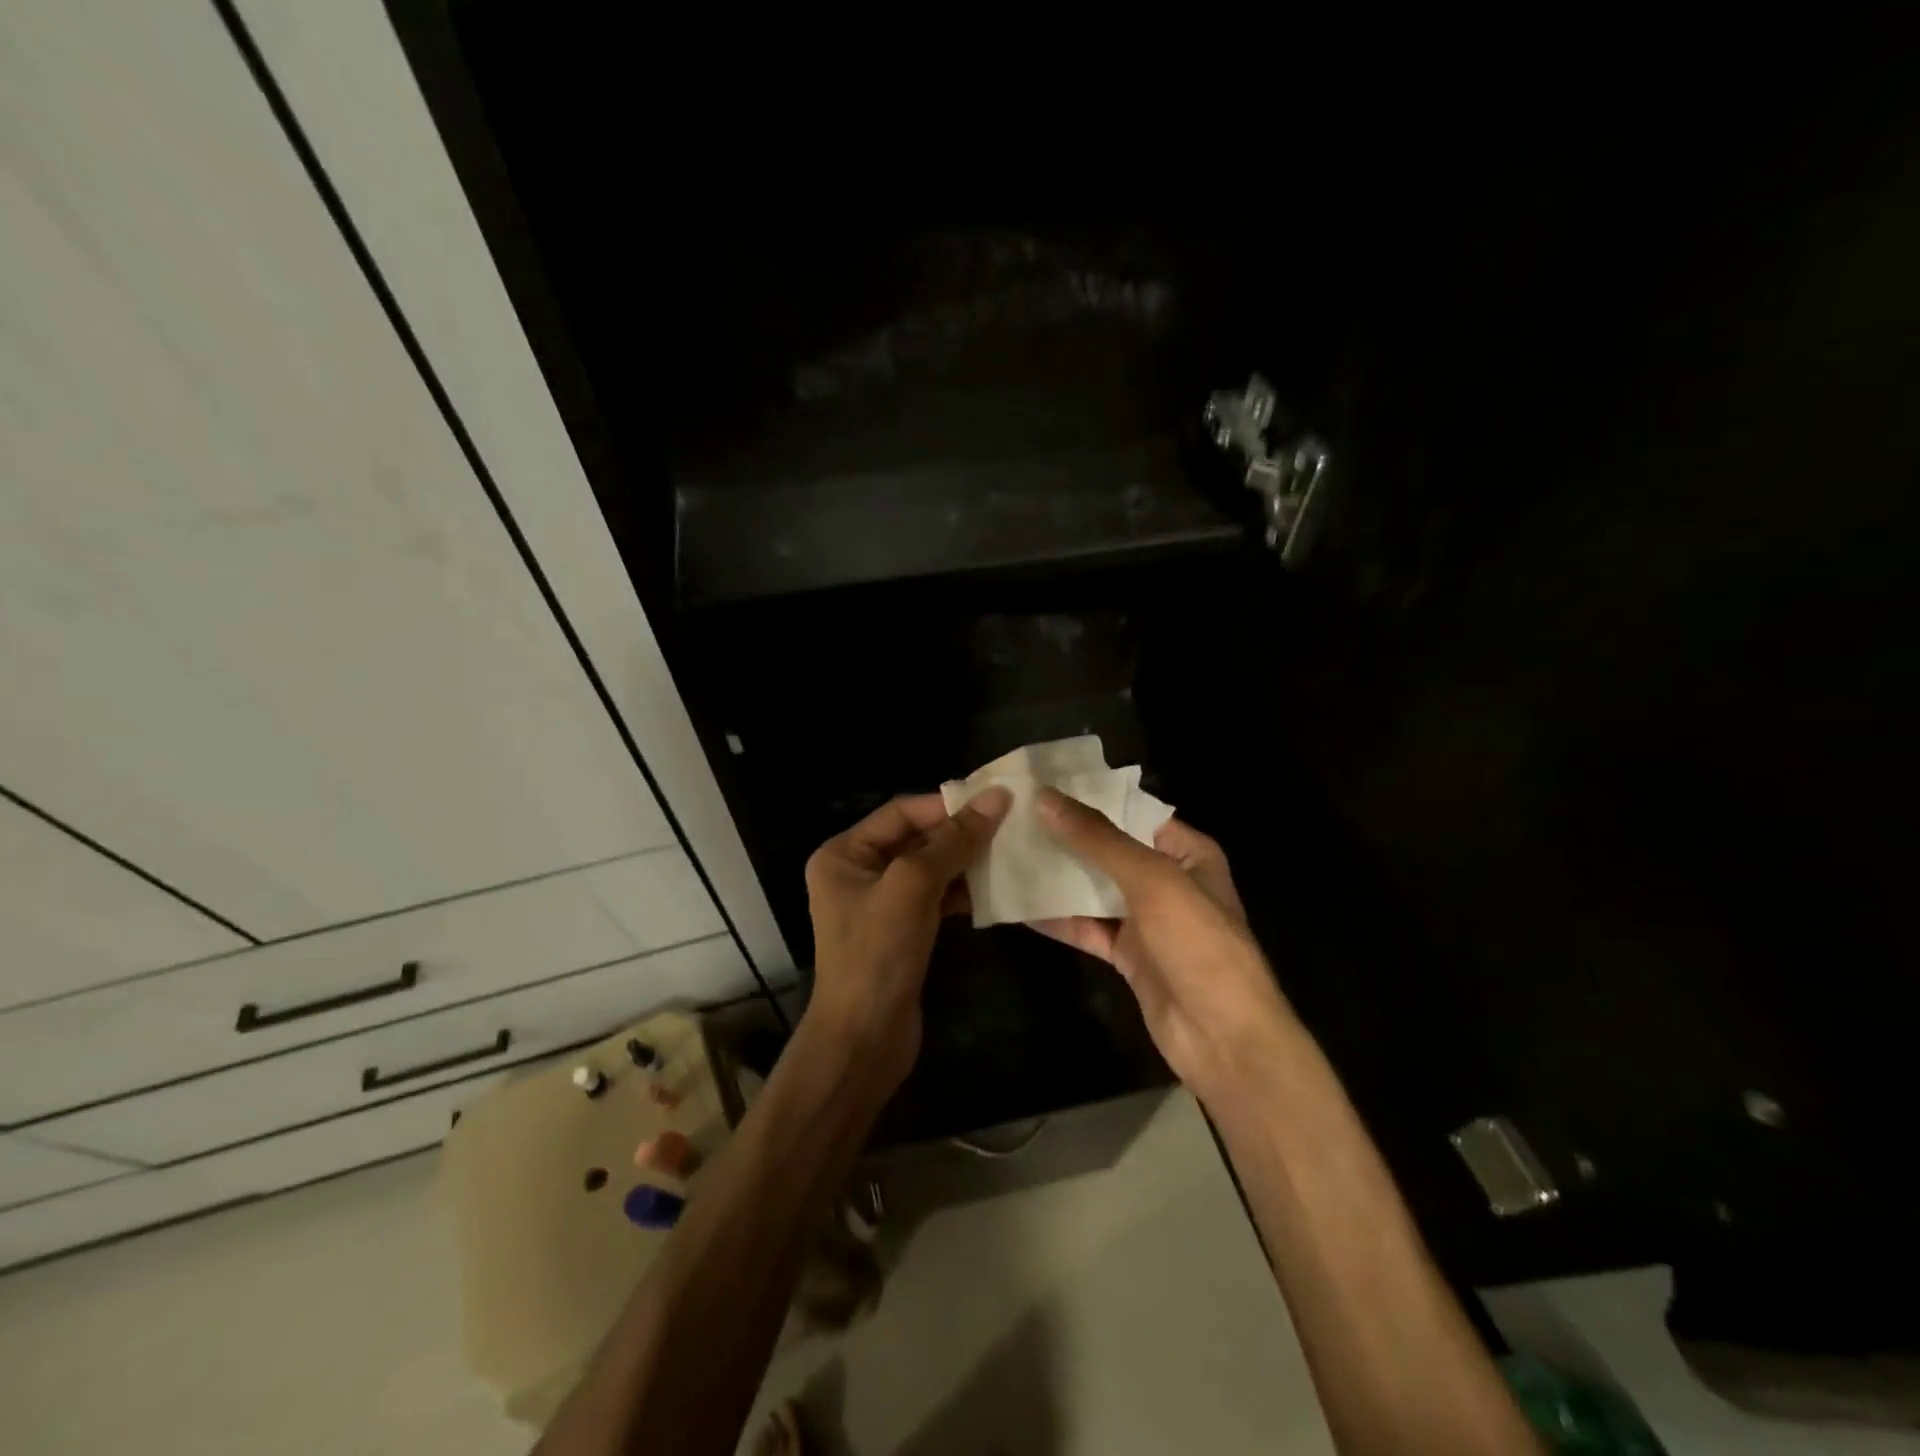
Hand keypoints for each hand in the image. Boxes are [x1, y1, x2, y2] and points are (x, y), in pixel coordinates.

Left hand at [804, 787, 1010, 1089]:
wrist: (864, 1040)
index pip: (901, 812)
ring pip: (930, 868)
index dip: (946, 804)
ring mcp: (880, 904)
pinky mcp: (901, 931)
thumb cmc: (877, 954)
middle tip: (1009, 826)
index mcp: (844, 853)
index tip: (995, 802)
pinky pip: (935, 897)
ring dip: (965, 862)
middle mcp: (858, 872)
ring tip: (1009, 854)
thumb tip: (997, 797)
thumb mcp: (913, 887)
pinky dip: (962, 892)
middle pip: (916, 838)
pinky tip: (994, 891)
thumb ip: (953, 841)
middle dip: (959, 833)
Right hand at [1031, 788, 1296, 1100]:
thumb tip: (1046, 799)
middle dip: (1066, 836)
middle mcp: (1167, 880)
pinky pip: (1087, 928)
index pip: (1133, 812)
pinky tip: (1019, 904)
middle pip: (1109, 850)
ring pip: (1094, 889)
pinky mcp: (1127, 955)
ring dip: (1058, 876)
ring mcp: (1146, 920)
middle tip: (1014, 816)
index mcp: (1187, 853)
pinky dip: (1058, 918)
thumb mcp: (1152, 880)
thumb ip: (1098, 840)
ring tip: (1008, 852)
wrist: (1223, 1038)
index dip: (1091, 798)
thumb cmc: (1199, 944)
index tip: (1042, 784)